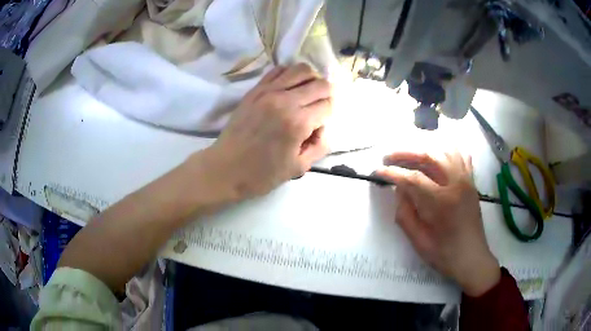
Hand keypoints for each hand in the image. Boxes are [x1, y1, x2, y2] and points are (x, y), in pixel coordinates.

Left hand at [194, 63, 332, 201]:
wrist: (225, 169)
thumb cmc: (262, 173)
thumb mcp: (299, 167)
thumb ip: (320, 145)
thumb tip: (323, 126)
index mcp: (298, 123)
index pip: (328, 105)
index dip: (329, 114)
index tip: (319, 125)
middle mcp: (285, 101)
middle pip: (320, 84)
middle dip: (326, 95)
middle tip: (319, 108)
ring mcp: (268, 91)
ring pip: (301, 70)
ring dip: (311, 80)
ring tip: (307, 93)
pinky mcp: (255, 90)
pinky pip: (279, 70)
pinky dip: (290, 74)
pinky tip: (289, 87)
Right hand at [376, 151, 500, 296]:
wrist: (472, 258)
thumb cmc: (444, 254)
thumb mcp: (418, 240)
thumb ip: (405, 213)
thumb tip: (399, 189)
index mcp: (442, 202)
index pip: (413, 178)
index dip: (393, 172)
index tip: (378, 171)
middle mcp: (457, 184)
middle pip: (430, 155)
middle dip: (406, 153)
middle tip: (389, 156)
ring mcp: (466, 180)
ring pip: (446, 149)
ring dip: (425, 147)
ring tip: (410, 153)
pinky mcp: (471, 182)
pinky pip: (461, 156)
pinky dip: (447, 149)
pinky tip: (437, 153)